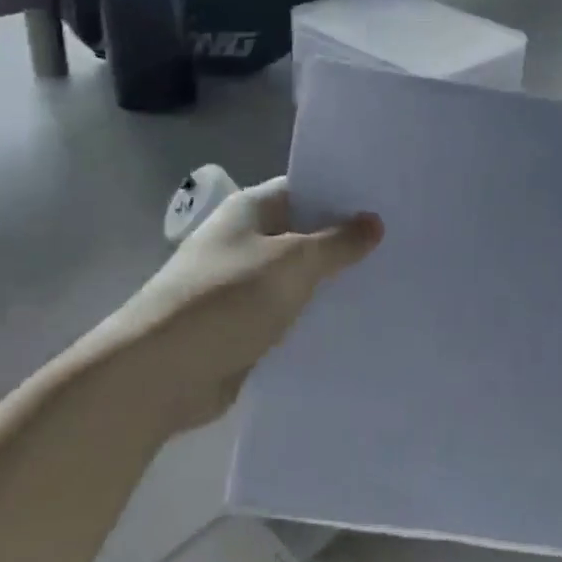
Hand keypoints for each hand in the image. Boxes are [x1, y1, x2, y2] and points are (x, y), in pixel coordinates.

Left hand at [118, 178, 382, 433]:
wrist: (160, 372)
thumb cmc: (226, 299)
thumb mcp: (292, 262)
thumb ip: (337, 243)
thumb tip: (373, 222)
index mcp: (250, 211)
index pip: (305, 189)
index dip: (343, 193)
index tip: (387, 201)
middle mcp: (246, 242)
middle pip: (304, 234)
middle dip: (345, 242)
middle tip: (401, 243)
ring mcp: (243, 286)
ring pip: (299, 278)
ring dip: (332, 284)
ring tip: (391, 282)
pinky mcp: (244, 328)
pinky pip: (288, 316)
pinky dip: (315, 318)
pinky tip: (357, 323)